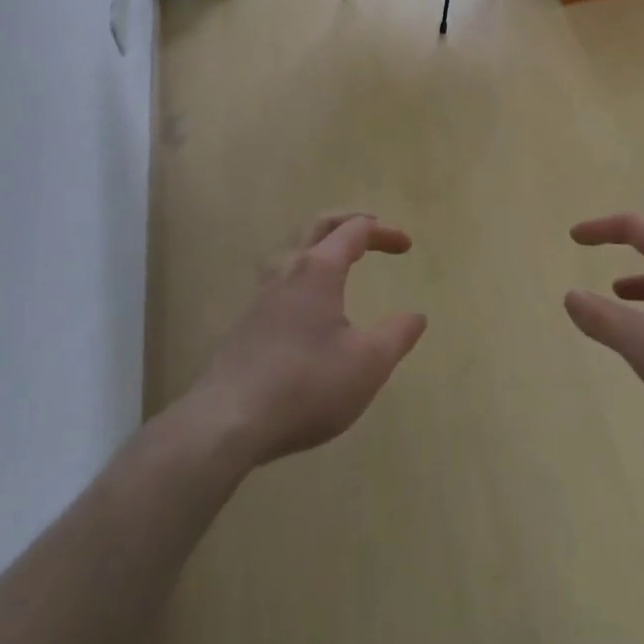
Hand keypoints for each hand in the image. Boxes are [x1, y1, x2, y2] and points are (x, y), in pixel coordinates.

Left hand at [188, 213, 427, 466]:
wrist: (227, 422)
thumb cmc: (306, 385)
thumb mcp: (368, 364)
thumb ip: (397, 335)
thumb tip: (416, 316)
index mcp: (319, 269)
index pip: (355, 231)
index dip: (384, 232)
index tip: (407, 247)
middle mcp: (288, 270)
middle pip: (319, 226)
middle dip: (349, 221)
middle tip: (372, 228)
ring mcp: (262, 295)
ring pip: (294, 250)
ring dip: (322, 244)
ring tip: (340, 259)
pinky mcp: (247, 322)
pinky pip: (281, 278)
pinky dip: (305, 271)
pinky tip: (310, 303)